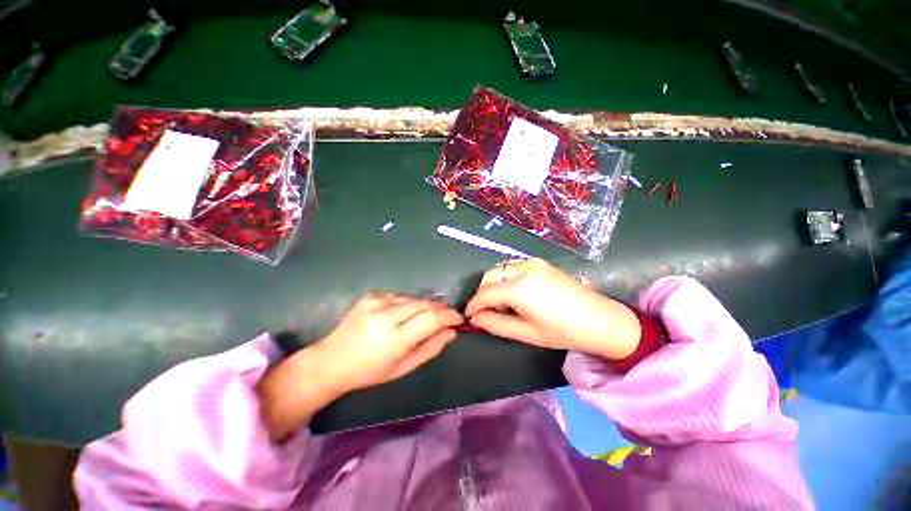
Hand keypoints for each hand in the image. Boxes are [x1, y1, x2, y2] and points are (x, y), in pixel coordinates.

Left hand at [258, 294, 462, 440]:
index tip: (459, 319)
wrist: (331, 360)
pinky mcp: (372, 295)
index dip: (450, 316)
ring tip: (428, 317)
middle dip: (442, 309)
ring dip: (427, 306)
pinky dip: (410, 304)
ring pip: (415, 298)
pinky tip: (405, 314)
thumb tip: (451, 332)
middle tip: (449, 316)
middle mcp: (386, 315)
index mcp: (394, 339)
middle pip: (426, 304)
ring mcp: (378, 301)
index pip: (432, 319)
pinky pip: (401, 296)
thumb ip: (430, 348)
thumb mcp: (403, 368)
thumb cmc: (369, 372)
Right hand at [465, 259, 640, 359]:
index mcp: (519, 288)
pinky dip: (506, 278)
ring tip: (504, 304)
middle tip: (488, 312)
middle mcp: (523, 268)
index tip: (468, 316)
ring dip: (494, 284)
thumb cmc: (563, 331)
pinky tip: (516, 293)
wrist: (601, 320)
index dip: (473, 305)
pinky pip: (513, 266)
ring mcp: (533, 262)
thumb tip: (476, 319)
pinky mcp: (541, 262)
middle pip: (489, 276)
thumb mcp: (526, 333)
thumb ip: (496, 324)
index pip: (485, 293)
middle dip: (483, 293)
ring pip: (500, 269)